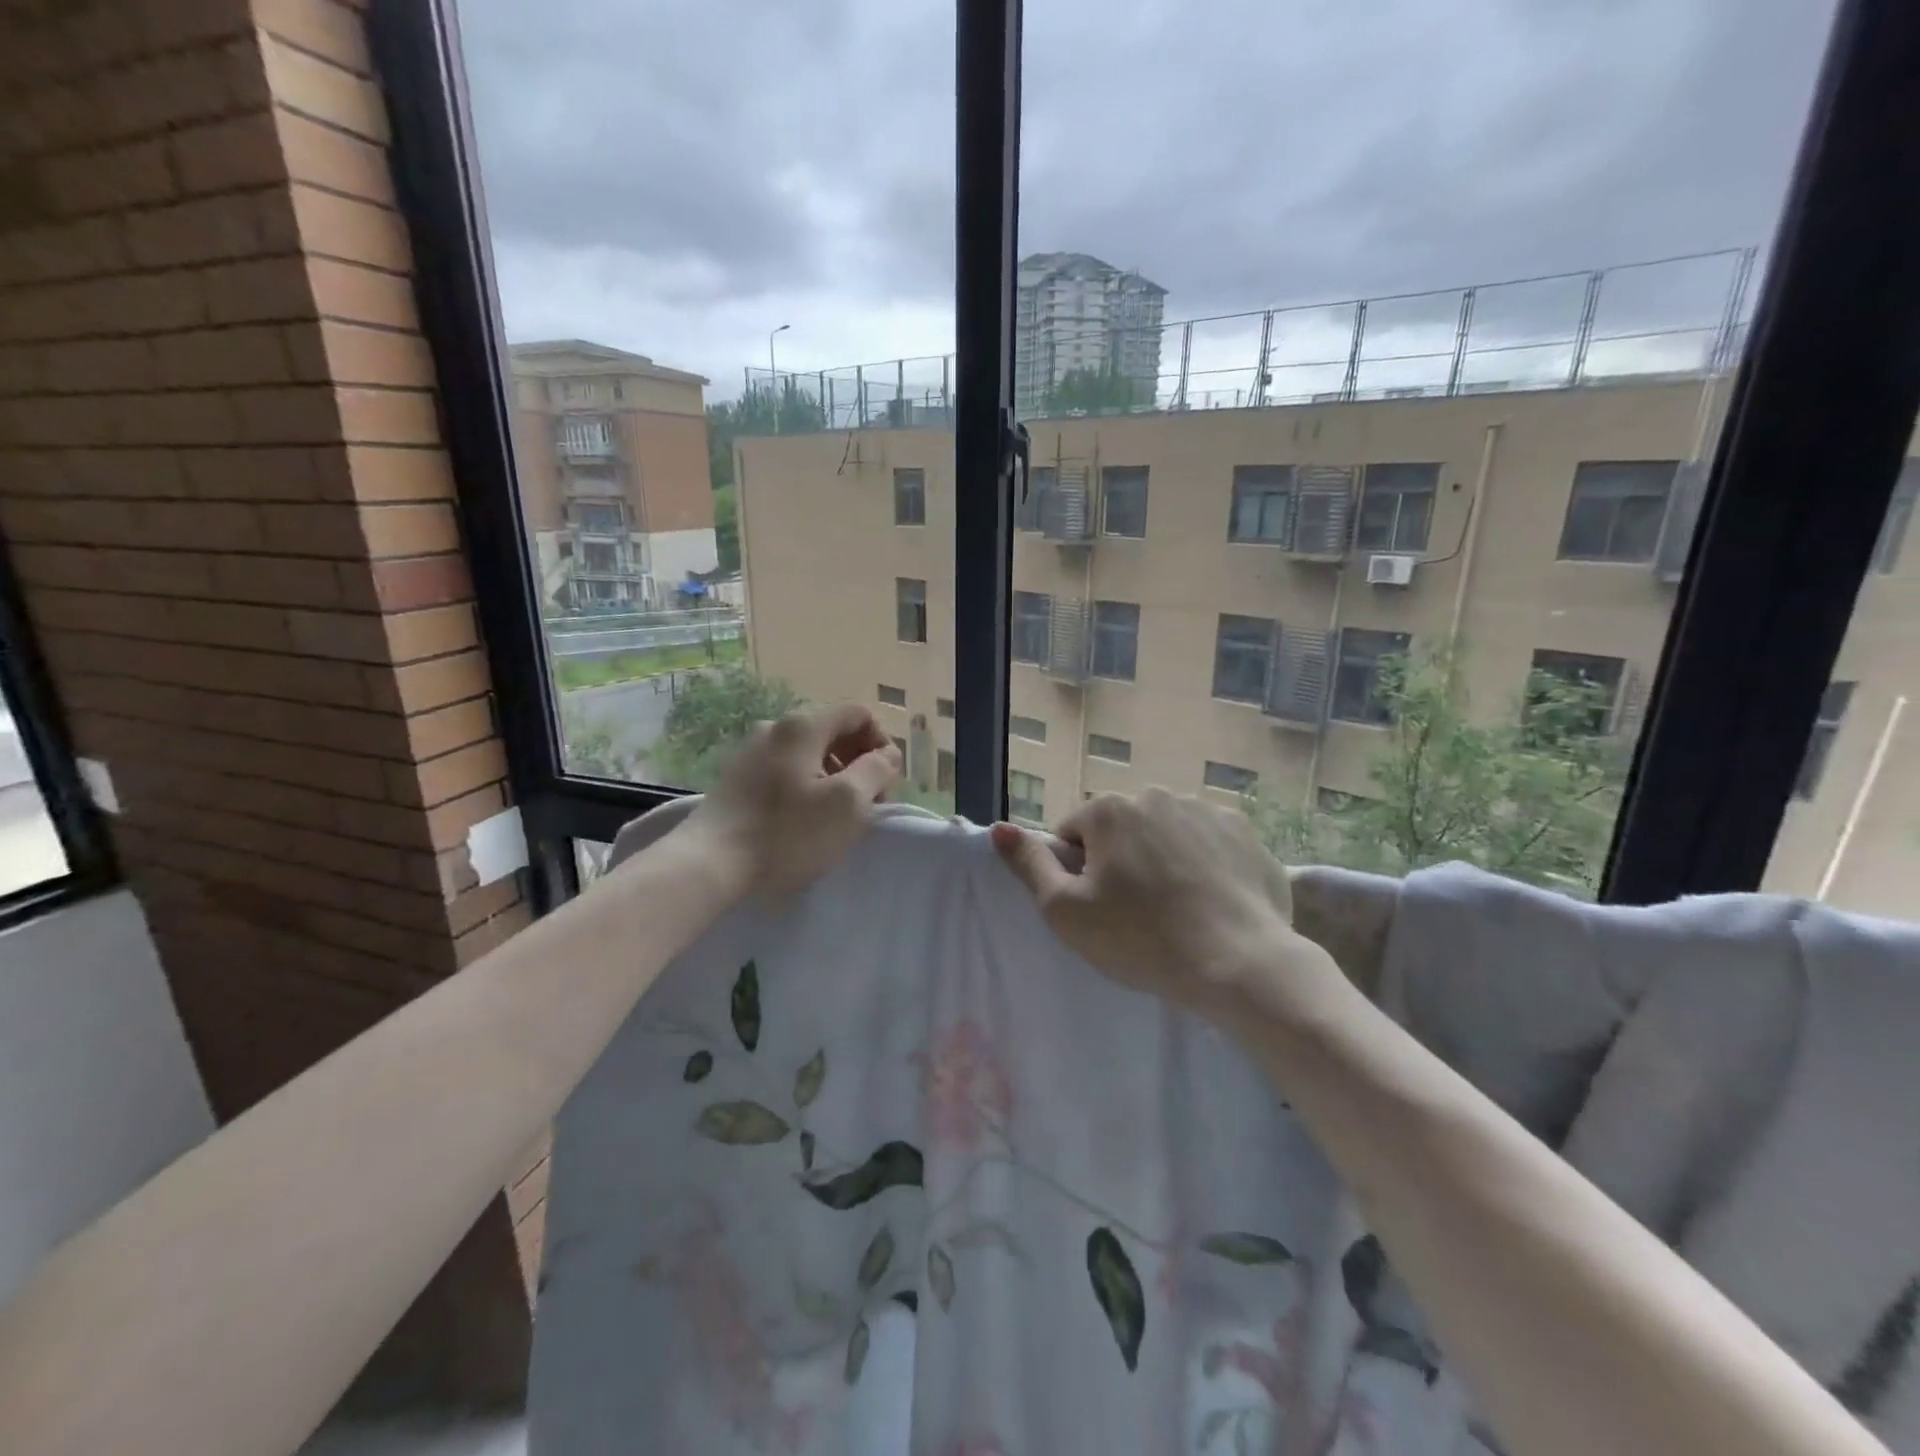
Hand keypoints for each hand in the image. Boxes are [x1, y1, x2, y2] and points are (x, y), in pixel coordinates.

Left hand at [686, 704, 902, 896]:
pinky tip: (803, 821)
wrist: (710, 864)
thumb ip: (877, 770)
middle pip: (833, 732)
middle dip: (859, 763)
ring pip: (809, 753)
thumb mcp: (848, 803)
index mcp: (803, 726)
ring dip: (834, 777)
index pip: (858, 714)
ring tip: (837, 817)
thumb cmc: (787, 833)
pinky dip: (806, 787)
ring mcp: (751, 752)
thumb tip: (887, 754)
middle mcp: (775, 728)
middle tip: (868, 803)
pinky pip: (785, 771)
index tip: (886, 782)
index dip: (881, 743)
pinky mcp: (737, 778)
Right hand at [990, 787, 1332, 1018]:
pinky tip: (1209, 904)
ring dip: (1161, 861)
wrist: (1239, 963)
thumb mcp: (1065, 911)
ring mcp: (1207, 811)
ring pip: (1165, 835)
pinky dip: (1202, 866)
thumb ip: (1029, 864)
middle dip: (1120, 862)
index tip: (1097, 909)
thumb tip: (999, 829)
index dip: (1077, 873)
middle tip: (1135, 914)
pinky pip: (1207, 845)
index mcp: (1110, 810)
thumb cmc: (1140, 938)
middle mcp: (1157, 795)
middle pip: (1121, 830)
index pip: (1073, 834)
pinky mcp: (1245, 834)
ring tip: (1176, 911)